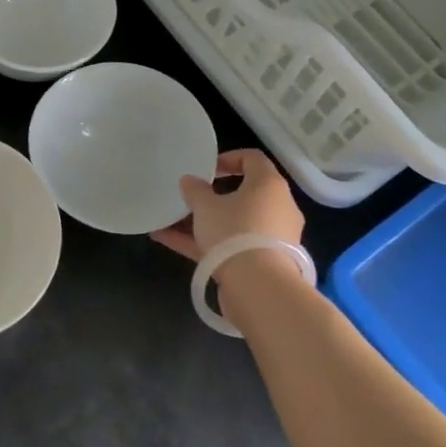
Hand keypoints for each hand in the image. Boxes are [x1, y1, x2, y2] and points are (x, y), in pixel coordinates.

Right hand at [150, 149, 304, 261]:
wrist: (259, 288)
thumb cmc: (235, 232)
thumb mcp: (206, 207)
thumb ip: (195, 190)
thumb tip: (189, 180)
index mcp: (269, 185)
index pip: (253, 159)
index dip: (228, 158)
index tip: (206, 169)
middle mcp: (277, 207)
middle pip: (244, 194)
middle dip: (212, 197)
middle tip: (190, 198)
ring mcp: (271, 237)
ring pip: (234, 223)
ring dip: (204, 222)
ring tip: (170, 222)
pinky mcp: (262, 263)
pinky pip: (230, 246)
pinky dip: (204, 244)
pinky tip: (168, 241)